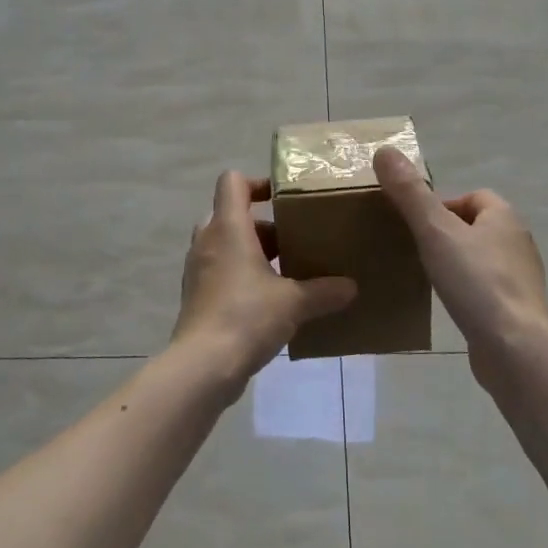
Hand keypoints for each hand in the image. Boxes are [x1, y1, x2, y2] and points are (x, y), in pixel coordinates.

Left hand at [173, 171, 356, 385]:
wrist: (203, 366)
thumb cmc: (247, 316)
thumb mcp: (295, 302)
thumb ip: (324, 291)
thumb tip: (352, 287)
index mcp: (228, 228)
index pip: (232, 182)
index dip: (257, 183)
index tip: (283, 199)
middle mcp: (208, 241)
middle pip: (230, 214)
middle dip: (261, 225)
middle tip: (291, 240)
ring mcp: (198, 269)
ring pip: (224, 245)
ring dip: (251, 252)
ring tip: (284, 271)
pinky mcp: (196, 296)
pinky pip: (219, 271)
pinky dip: (240, 276)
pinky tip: (268, 300)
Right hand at [374, 147, 547, 362]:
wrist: (514, 348)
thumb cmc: (475, 282)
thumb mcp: (434, 232)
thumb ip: (410, 194)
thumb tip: (384, 150)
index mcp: (504, 217)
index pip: (473, 196)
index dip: (443, 205)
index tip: (416, 225)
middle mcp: (518, 242)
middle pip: (477, 226)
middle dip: (447, 233)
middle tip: (417, 249)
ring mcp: (521, 278)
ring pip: (482, 258)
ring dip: (458, 262)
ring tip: (429, 276)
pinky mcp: (517, 309)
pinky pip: (487, 289)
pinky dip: (468, 290)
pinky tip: (450, 305)